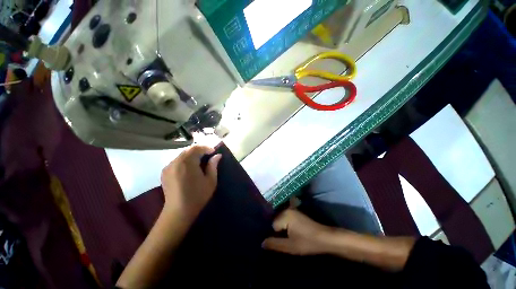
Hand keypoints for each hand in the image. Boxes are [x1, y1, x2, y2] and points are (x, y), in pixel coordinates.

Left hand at [161, 146, 221, 219]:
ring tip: (201, 160)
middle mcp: (175, 162)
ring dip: (192, 154)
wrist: (178, 212)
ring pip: (182, 154)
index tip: (214, 151)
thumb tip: (217, 155)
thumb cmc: (197, 196)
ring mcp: (168, 167)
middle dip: (200, 150)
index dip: (206, 148)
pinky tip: (190, 167)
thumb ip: (213, 165)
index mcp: (187, 163)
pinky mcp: (165, 172)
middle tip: (209, 155)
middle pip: (188, 150)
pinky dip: (185, 160)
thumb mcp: (210, 181)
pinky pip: (177, 160)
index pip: (197, 148)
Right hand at [262, 209, 331, 255]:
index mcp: (284, 215)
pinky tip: (292, 232)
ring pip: (281, 220)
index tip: (283, 241)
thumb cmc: (307, 242)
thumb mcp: (290, 246)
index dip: (276, 236)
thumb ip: (275, 244)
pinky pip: (286, 218)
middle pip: (276, 221)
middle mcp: (287, 209)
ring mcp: (292, 210)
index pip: (272, 225)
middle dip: (279, 231)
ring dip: (283, 228)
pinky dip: (287, 225)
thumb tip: (261, 243)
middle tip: (286, 240)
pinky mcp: (297, 213)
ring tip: (290, 237)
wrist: (325, 238)